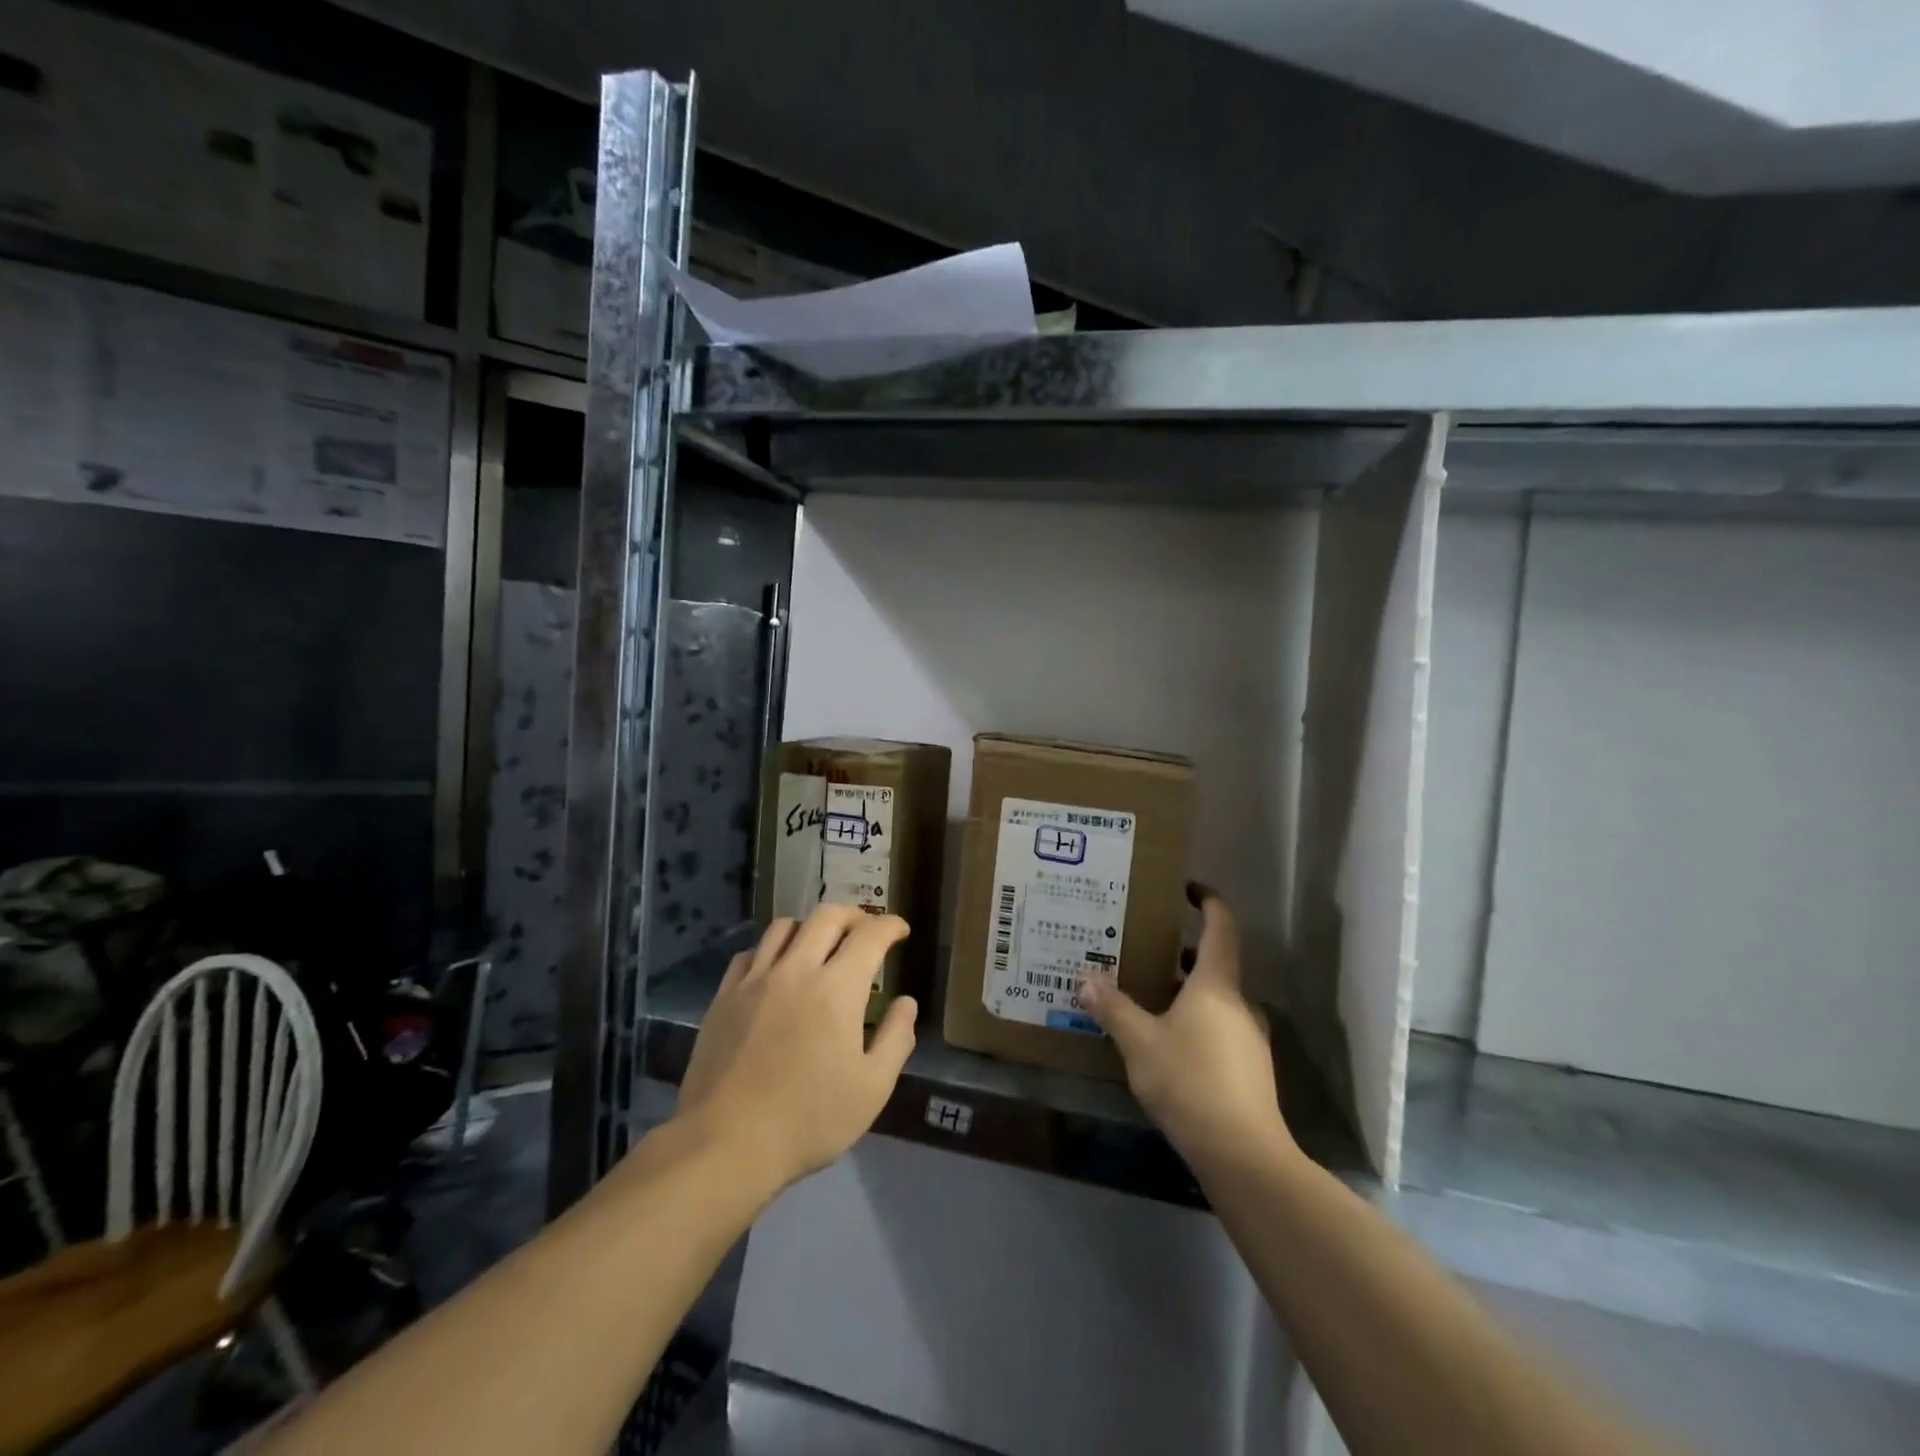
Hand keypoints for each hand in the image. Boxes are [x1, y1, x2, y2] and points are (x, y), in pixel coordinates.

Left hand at [674, 905, 916, 1191]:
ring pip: (785, 926)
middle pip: (827, 916)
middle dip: (854, 915)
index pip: (870, 935)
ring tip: (820, 944)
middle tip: (865, 930)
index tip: (900, 930)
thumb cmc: (808, 1120)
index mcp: (838, 989)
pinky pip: (750, 953)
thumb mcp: (872, 1089)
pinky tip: (776, 969)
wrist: (725, 1144)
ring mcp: (755, 980)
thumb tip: (906, 1002)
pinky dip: (771, 949)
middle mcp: (797, 970)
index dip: (890, 925)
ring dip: (811, 926)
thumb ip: (895, 1039)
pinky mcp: (724, 996)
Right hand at [1079, 884, 1293, 1172]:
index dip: (1208, 902)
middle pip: (1215, 964)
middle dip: (1183, 952)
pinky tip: (1168, 1042)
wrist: (1242, 1153)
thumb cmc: (1189, 1080)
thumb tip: (1085, 978)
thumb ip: (1112, 1008)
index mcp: (1216, 984)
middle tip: (1146, 947)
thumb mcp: (1139, 1041)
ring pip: (1217, 1000)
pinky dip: (1197, 1021)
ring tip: (1150, 994)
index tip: (1187, 889)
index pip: (1221, 927)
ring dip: (1188, 990)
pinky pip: (1221, 1029)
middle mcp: (1238, 1003)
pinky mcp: (1250, 1070)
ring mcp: (1249, 1038)